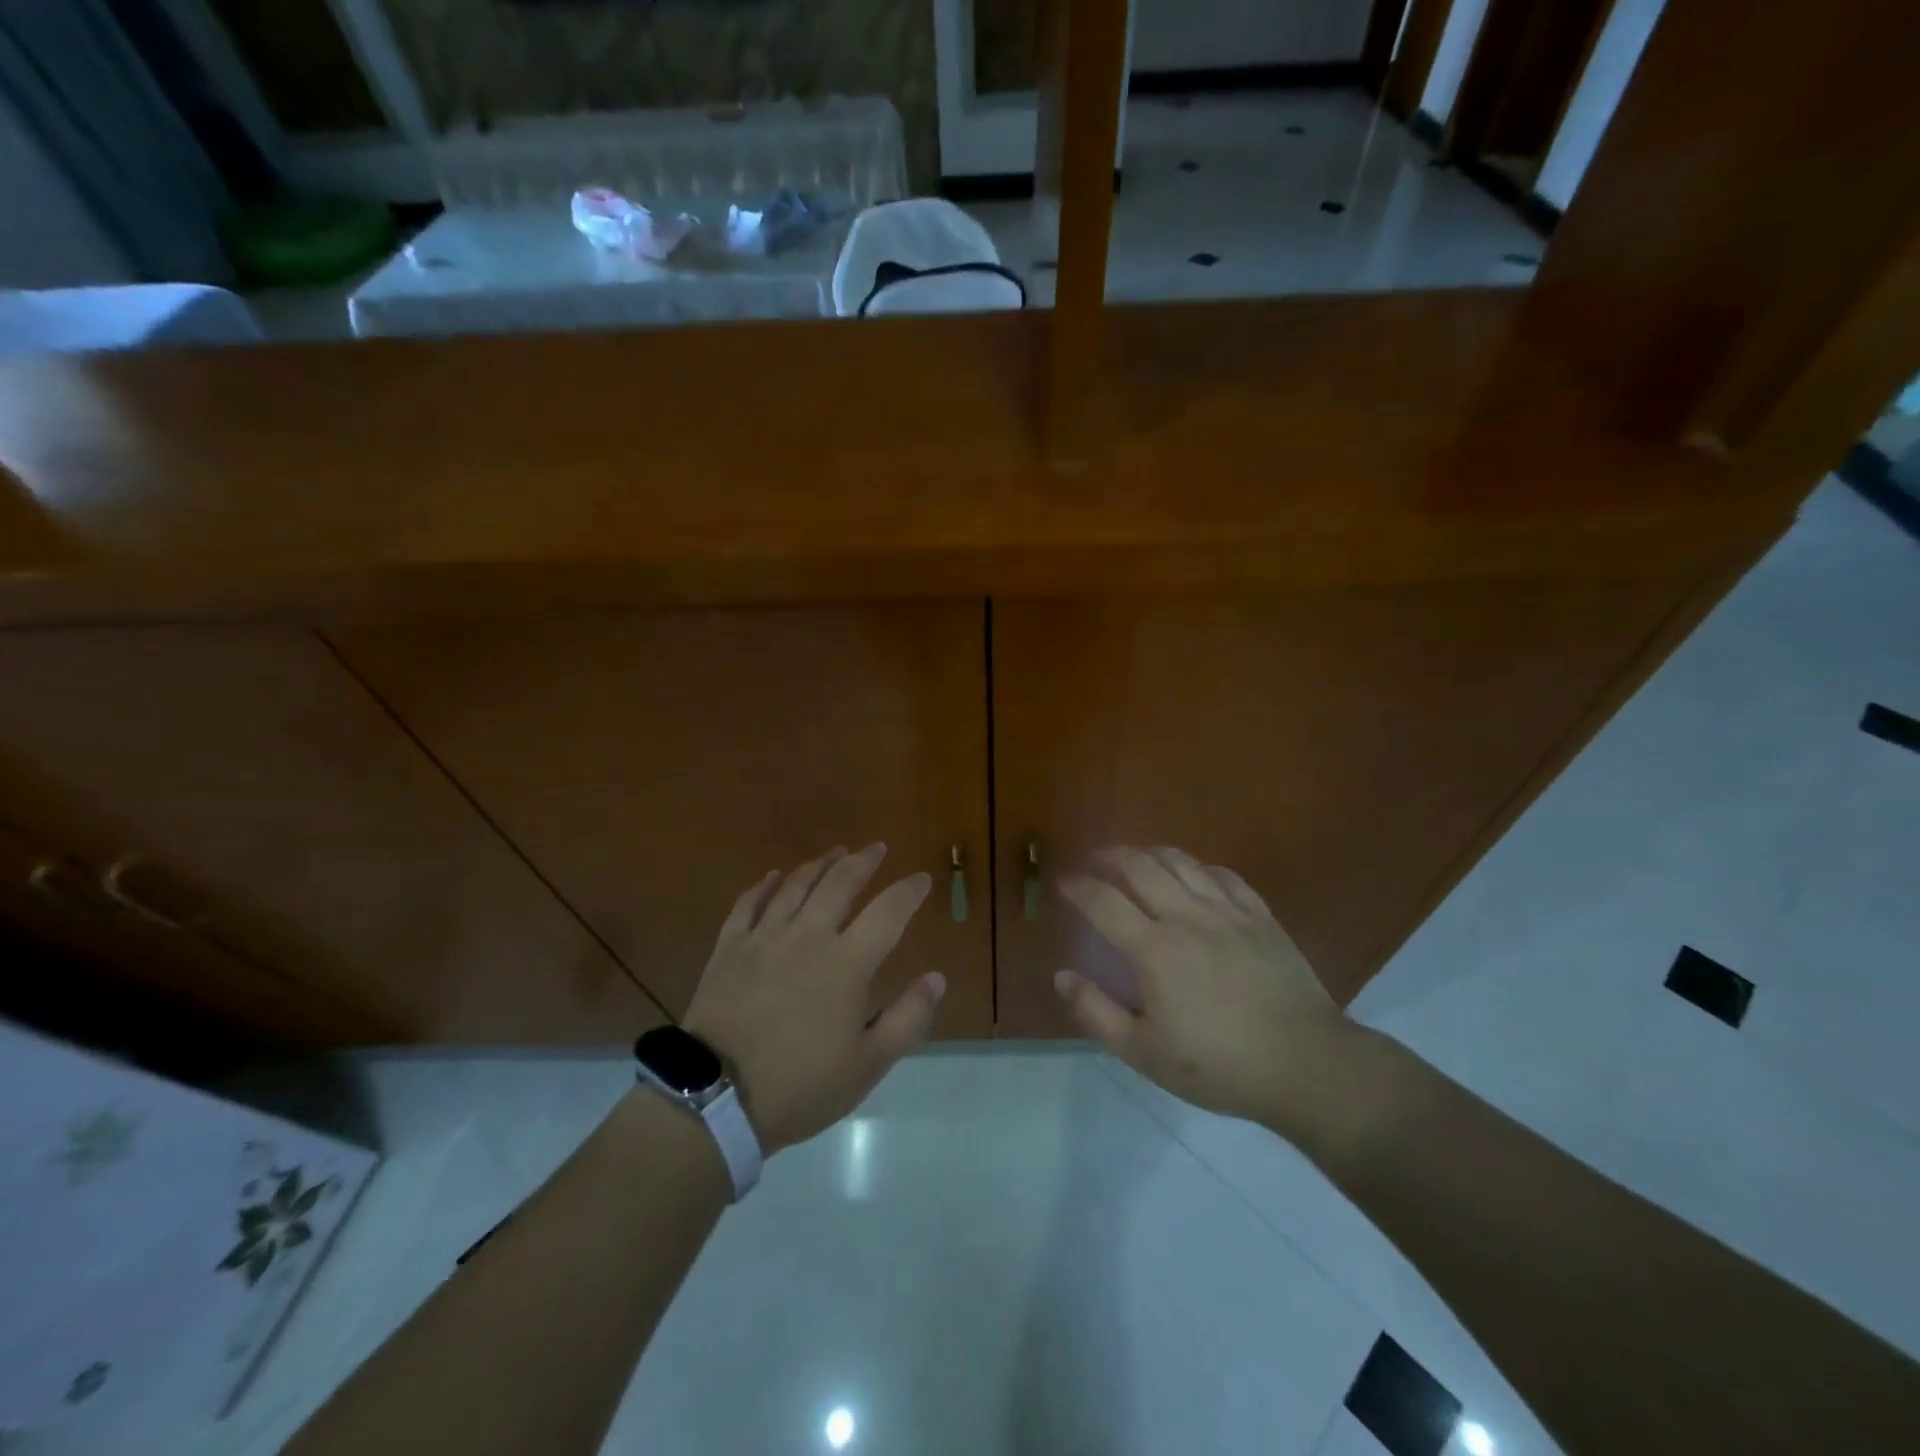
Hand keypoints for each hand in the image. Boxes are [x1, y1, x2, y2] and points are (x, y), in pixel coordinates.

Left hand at [682, 844, 943, 1153]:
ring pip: (795, 885)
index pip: (888, 912)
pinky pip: (748, 904)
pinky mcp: (729, 948)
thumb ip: (908, 1018)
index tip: (922, 879)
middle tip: (876, 848)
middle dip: (863, 861)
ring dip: (819, 864)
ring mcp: (764, 938)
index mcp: (847, 963)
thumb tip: (936, 977)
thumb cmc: (801, 1085)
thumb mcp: (868, 1064)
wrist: (715, 1099)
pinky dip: (764, 885)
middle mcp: (808, 936)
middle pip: (840, 883)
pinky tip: (773, 876)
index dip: (909, 891)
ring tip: (835, 851)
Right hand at [1055, 846, 1351, 1129]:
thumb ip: (1096, 1012)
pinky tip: (1193, 874)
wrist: (1305, 1064)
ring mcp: (1227, 911)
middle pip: (1140, 866)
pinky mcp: (1260, 916)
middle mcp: (1186, 916)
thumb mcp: (1144, 1053)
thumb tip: (1062, 976)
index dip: (1078, 886)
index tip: (1063, 882)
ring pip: (1181, 862)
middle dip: (1110, 856)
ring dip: (1150, 852)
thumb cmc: (1218, 1065)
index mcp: (1153, 948)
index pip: (1103, 901)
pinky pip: (1222, 875)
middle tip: (1094, 860)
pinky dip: (1197, 867)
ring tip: (1136, 858)